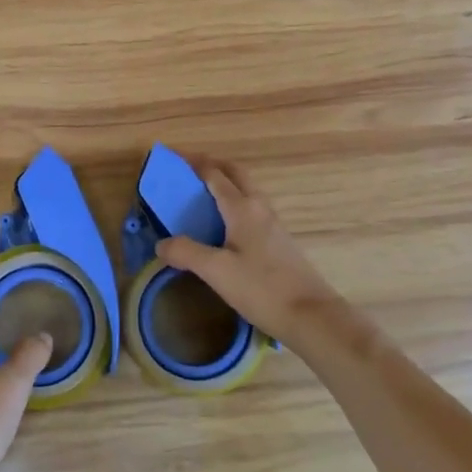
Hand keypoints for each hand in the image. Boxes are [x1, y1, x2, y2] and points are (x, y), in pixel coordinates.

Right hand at [154, 158, 344, 342]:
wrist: (310, 315)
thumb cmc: (261, 288)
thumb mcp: (216, 271)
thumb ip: (186, 253)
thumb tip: (161, 244)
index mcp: (242, 208)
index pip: (214, 174)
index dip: (193, 162)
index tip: (172, 156)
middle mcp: (259, 207)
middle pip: (236, 173)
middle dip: (213, 164)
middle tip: (189, 168)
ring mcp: (273, 224)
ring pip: (247, 190)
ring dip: (226, 182)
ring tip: (202, 194)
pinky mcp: (279, 241)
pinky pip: (252, 208)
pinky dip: (234, 202)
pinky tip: (225, 224)